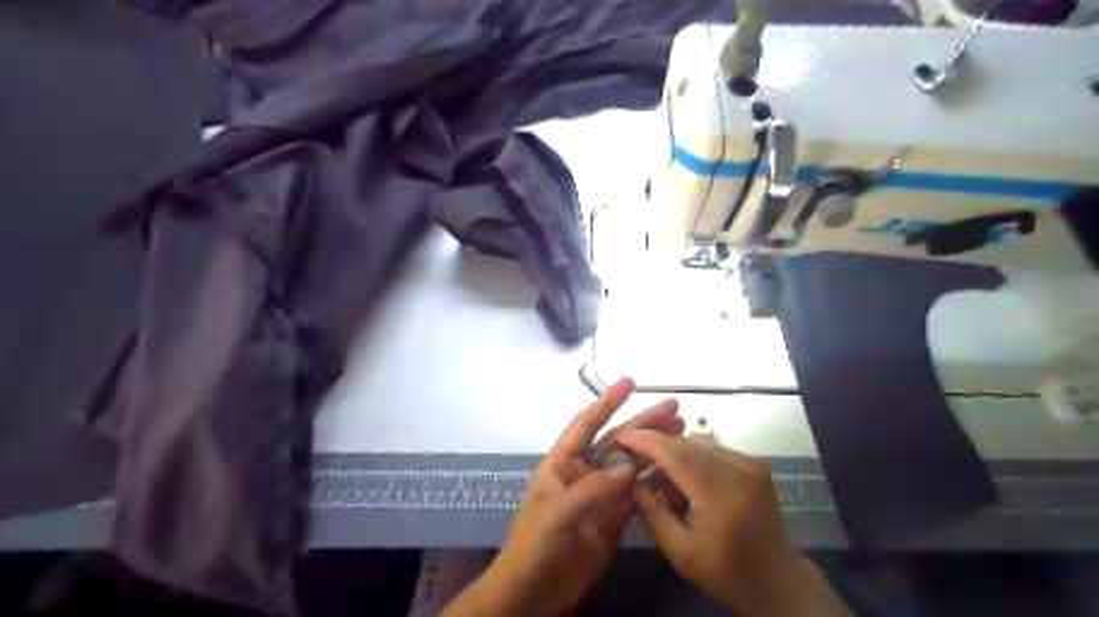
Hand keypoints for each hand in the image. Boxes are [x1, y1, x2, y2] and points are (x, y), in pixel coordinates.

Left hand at [445, 376, 684, 616]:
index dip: (608, 402)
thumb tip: (630, 467)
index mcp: (563, 463)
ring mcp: (601, 496)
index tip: (631, 382)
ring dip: (655, 451)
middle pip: (617, 442)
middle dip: (644, 424)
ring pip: (632, 467)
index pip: (587, 424)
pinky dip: (656, 484)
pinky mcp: (615, 520)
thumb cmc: (534, 546)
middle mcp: (585, 473)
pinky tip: (676, 473)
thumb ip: (592, 489)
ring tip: (683, 434)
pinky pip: (638, 497)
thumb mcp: (557, 513)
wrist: (533, 594)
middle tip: (674, 409)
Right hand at [618, 430, 804, 616]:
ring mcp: (750, 464)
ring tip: (660, 475)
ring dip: (675, 453)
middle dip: (657, 446)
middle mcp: (738, 470)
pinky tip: (684, 478)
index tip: (622, 436)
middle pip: (687, 444)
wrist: (777, 580)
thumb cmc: (725, 571)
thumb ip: (653, 512)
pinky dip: (693, 457)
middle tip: (634, 458)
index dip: (647, 442)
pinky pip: (713, 450)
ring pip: (699, 444)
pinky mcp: (755, 464)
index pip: (676, 454)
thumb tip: (633, 480)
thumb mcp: (680, 551)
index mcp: (720, 495)